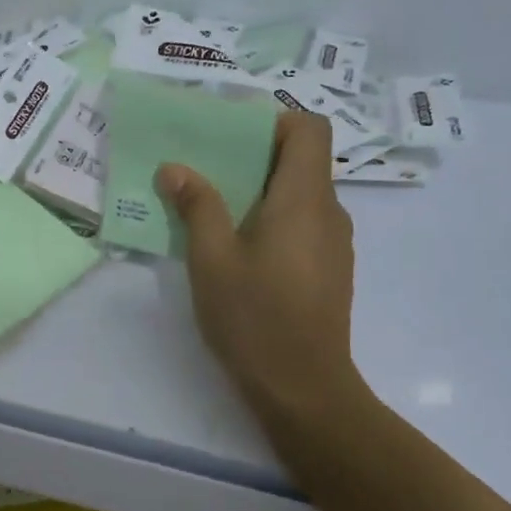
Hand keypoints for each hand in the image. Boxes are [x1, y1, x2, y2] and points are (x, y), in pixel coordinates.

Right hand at [158, 113, 359, 423]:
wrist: (303, 389)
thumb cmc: (255, 317)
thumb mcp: (212, 259)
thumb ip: (197, 207)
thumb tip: (175, 168)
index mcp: (304, 198)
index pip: (310, 129)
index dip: (275, 121)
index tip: (233, 138)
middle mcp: (329, 212)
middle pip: (302, 161)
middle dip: (254, 158)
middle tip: (206, 172)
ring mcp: (335, 244)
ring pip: (301, 196)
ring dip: (261, 192)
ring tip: (215, 213)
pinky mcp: (330, 271)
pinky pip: (303, 225)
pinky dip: (274, 221)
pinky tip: (240, 253)